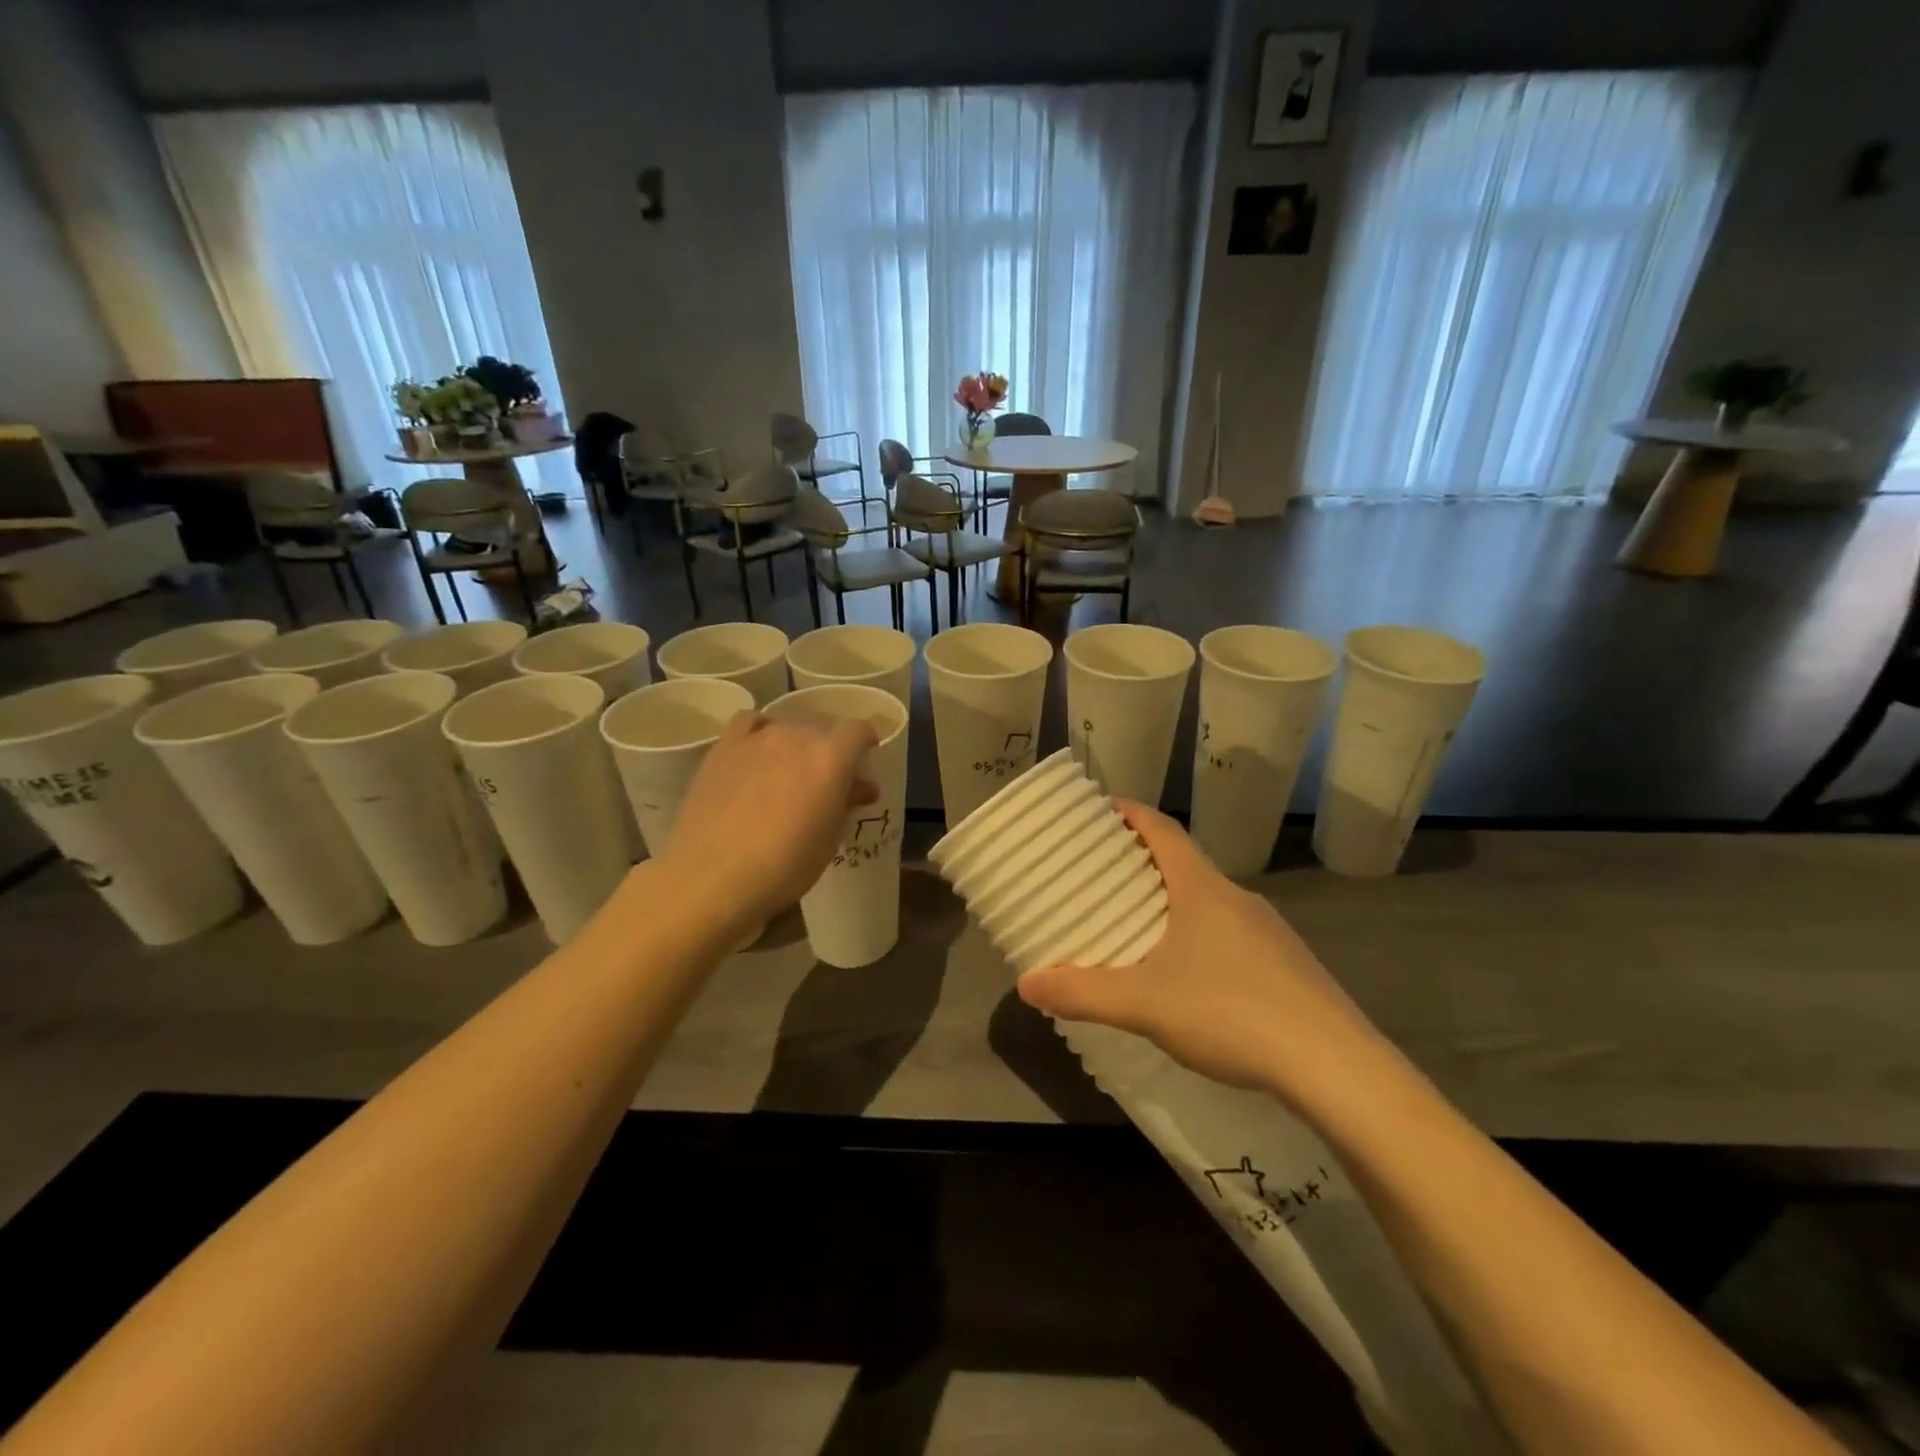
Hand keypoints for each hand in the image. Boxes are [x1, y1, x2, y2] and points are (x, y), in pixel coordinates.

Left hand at [658, 710, 877, 929]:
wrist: (712, 876)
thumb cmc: (784, 866)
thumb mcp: (828, 840)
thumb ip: (847, 803)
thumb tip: (864, 787)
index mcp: (831, 757)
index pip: (859, 731)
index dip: (866, 743)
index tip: (864, 762)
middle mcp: (796, 736)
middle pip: (823, 726)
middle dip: (831, 747)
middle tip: (826, 779)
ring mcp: (756, 738)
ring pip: (787, 725)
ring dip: (796, 742)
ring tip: (789, 770)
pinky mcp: (723, 747)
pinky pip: (749, 723)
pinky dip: (760, 731)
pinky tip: (757, 754)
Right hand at [1017, 802, 1388, 1100]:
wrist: (1336, 1067)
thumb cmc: (1231, 1013)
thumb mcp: (1145, 1004)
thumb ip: (1083, 993)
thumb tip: (1026, 984)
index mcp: (1202, 890)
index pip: (1163, 831)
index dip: (1132, 814)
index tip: (1103, 807)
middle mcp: (1238, 898)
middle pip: (1185, 864)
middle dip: (1145, 864)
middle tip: (1106, 877)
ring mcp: (1270, 932)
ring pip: (1211, 903)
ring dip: (1175, 903)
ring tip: (1141, 929)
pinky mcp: (1289, 967)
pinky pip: (1233, 935)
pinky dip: (1202, 937)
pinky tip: (1192, 980)